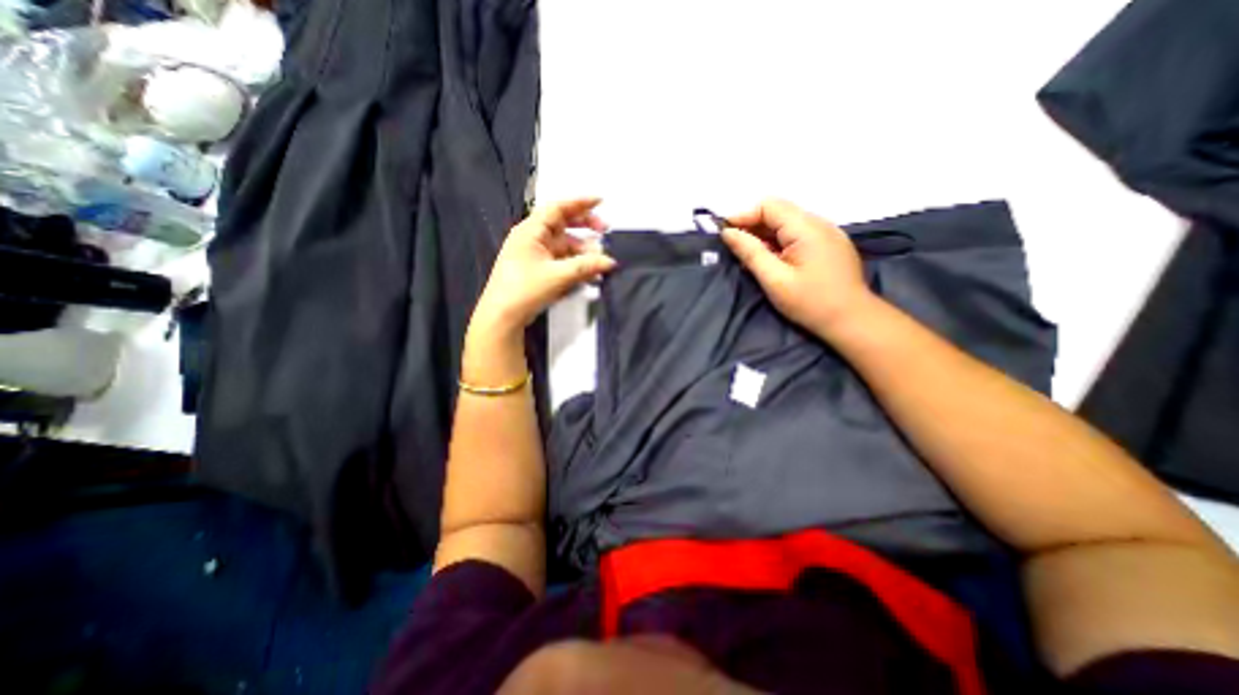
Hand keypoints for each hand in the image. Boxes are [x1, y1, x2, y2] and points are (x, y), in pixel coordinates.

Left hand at [471, 196, 613, 337]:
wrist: (503, 316)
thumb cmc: (525, 290)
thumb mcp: (558, 276)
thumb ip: (586, 266)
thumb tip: (610, 261)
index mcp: (531, 231)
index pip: (558, 209)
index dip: (580, 203)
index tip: (600, 201)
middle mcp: (533, 238)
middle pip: (563, 225)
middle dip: (585, 227)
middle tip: (605, 231)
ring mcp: (535, 255)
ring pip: (564, 246)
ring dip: (583, 251)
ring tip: (599, 261)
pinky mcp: (538, 270)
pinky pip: (561, 261)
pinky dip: (575, 264)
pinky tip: (589, 273)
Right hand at [722, 199, 873, 338]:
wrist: (852, 320)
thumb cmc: (810, 302)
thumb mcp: (774, 279)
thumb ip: (750, 252)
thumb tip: (728, 233)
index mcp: (806, 227)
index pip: (769, 206)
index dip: (744, 216)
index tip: (725, 235)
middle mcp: (819, 223)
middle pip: (778, 212)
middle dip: (753, 227)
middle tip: (736, 250)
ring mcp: (827, 233)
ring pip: (787, 224)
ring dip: (766, 236)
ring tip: (752, 259)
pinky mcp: (829, 245)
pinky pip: (798, 234)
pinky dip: (780, 243)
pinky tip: (773, 262)